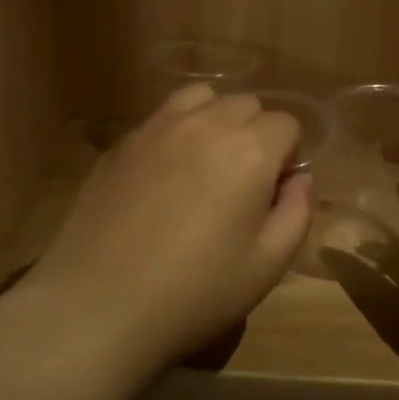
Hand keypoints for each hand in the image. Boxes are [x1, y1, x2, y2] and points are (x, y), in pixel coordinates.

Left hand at [25, 84, 313, 374]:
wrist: (99, 302)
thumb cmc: (195, 292)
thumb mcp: (267, 266)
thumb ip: (296, 213)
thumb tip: (299, 179)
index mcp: (249, 150)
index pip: (286, 123)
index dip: (288, 155)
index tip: (274, 191)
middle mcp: (204, 124)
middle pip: (245, 104)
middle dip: (255, 133)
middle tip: (243, 182)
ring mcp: (156, 128)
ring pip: (200, 97)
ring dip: (214, 119)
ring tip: (205, 164)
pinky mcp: (121, 143)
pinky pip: (160, 117)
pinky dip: (176, 131)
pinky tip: (164, 176)